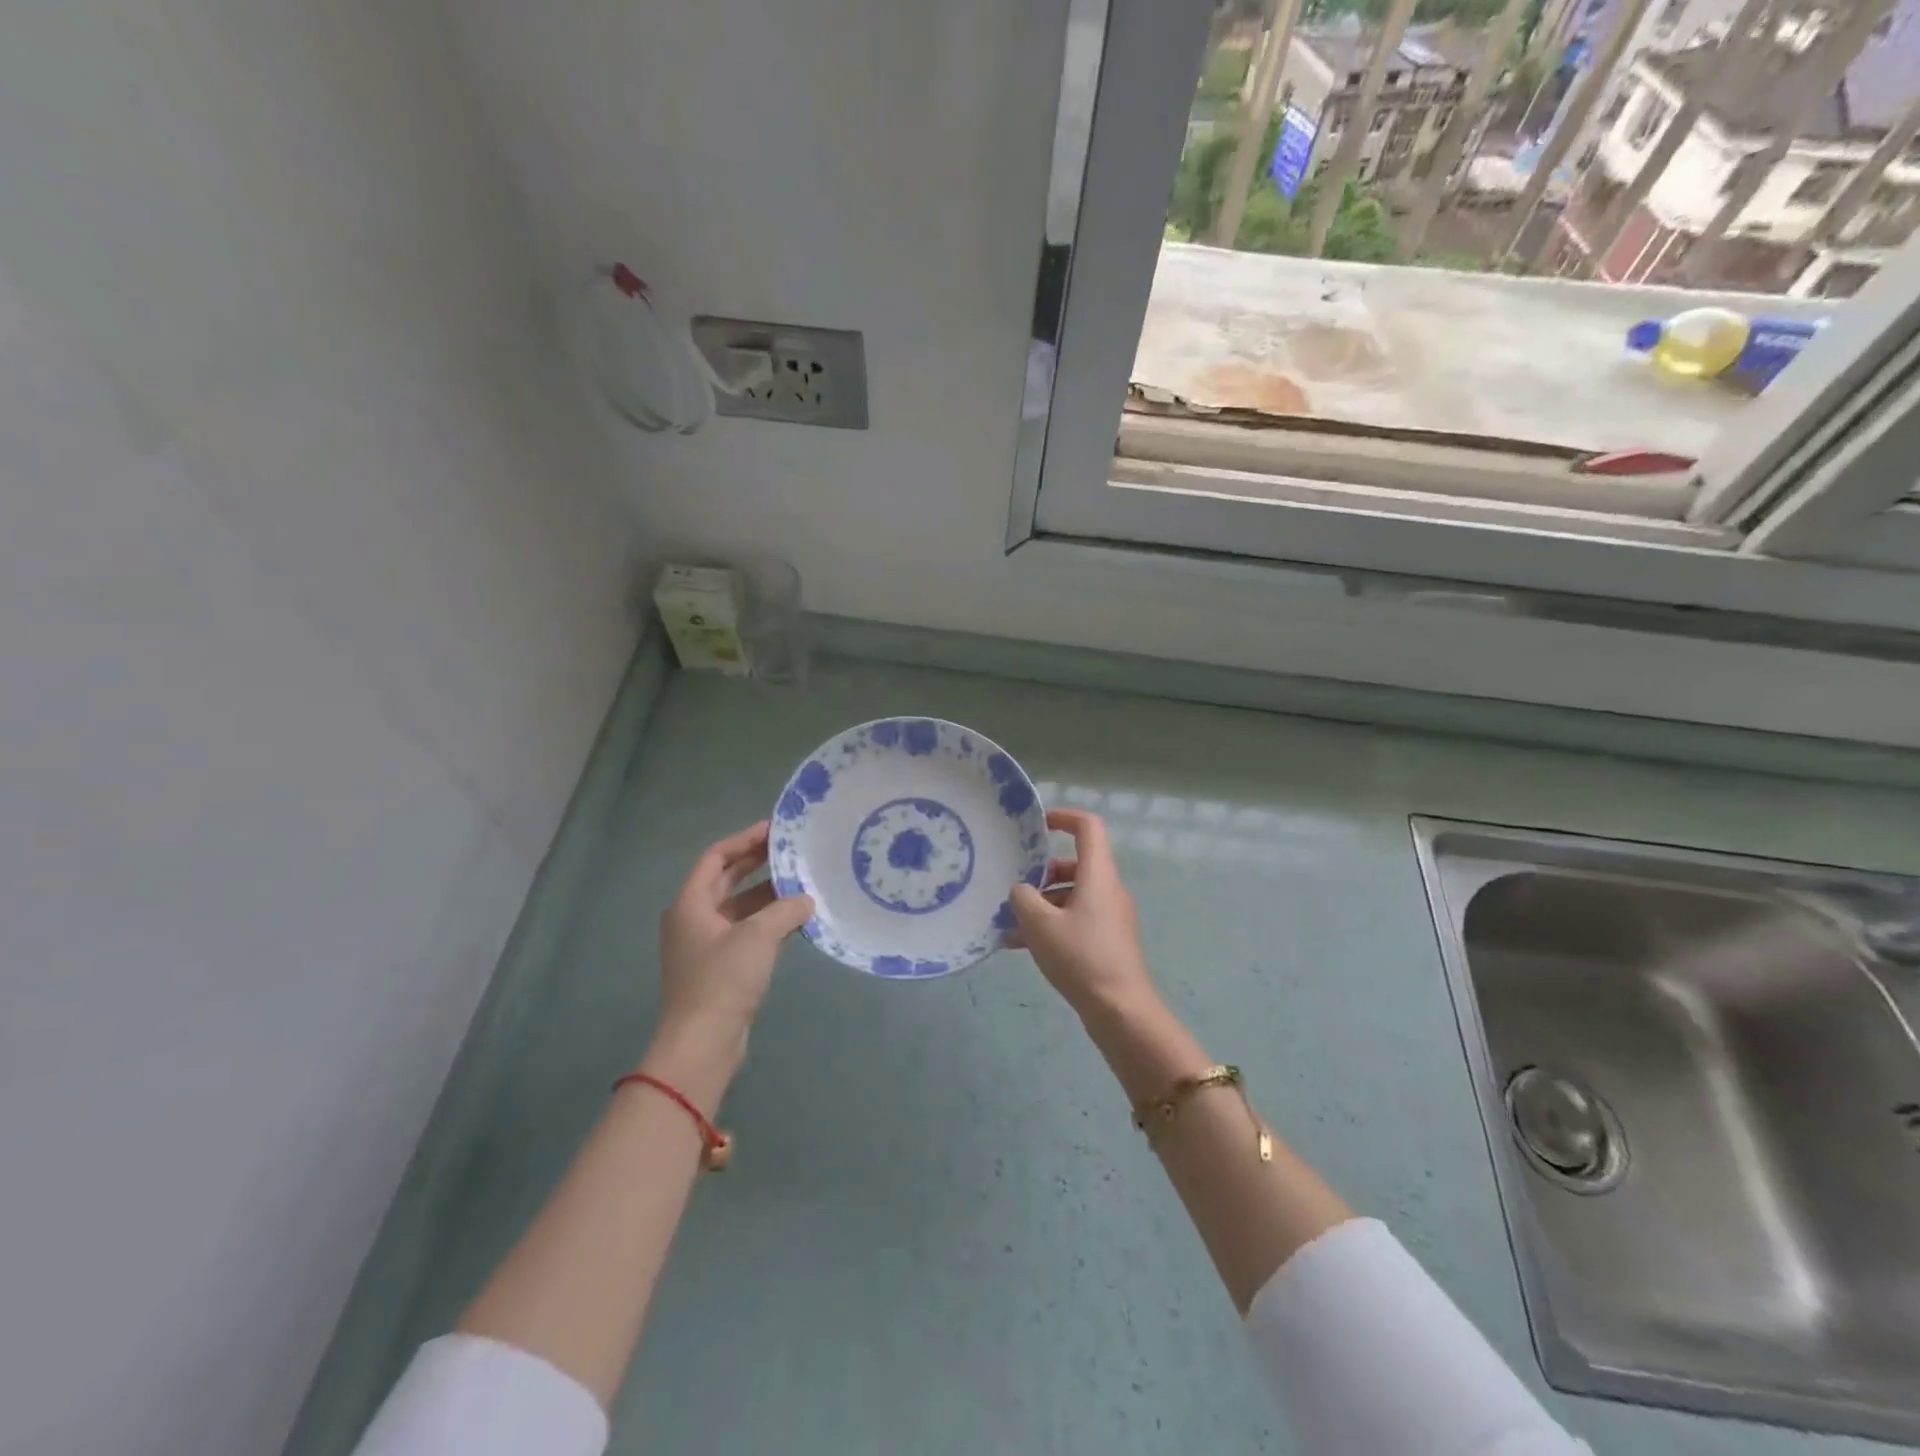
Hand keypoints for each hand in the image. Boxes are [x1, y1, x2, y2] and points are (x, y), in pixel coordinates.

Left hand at [652, 822, 813, 1071]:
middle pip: (726, 880)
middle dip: (757, 863)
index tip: (773, 829)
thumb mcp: (758, 936)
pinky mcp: (720, 967)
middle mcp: (693, 919)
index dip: (744, 840)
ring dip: (767, 894)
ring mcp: (705, 945)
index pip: (715, 857)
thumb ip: (785, 910)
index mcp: (690, 904)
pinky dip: (767, 921)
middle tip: (790, 850)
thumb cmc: (723, 979)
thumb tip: (806, 899)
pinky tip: (796, 919)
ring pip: (739, 907)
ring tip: (801, 882)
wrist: (702, 1043)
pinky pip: (745, 931)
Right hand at [1009, 809, 1155, 1022]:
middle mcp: (1107, 889)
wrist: (1120, 1010)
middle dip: (1040, 872)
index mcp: (1098, 875)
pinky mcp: (1106, 941)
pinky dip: (1050, 926)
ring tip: (1007, 924)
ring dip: (1040, 904)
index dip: (1063, 817)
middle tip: (1013, 885)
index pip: (1088, 827)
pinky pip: (1074, 920)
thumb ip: (1023, 898)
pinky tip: (1019, 946)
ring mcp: (1109, 916)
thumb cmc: (1081, 957)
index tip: (1036, 825)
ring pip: (1070, 896)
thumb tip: (1021, 891)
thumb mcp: (1040, 924)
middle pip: (1074, 864)